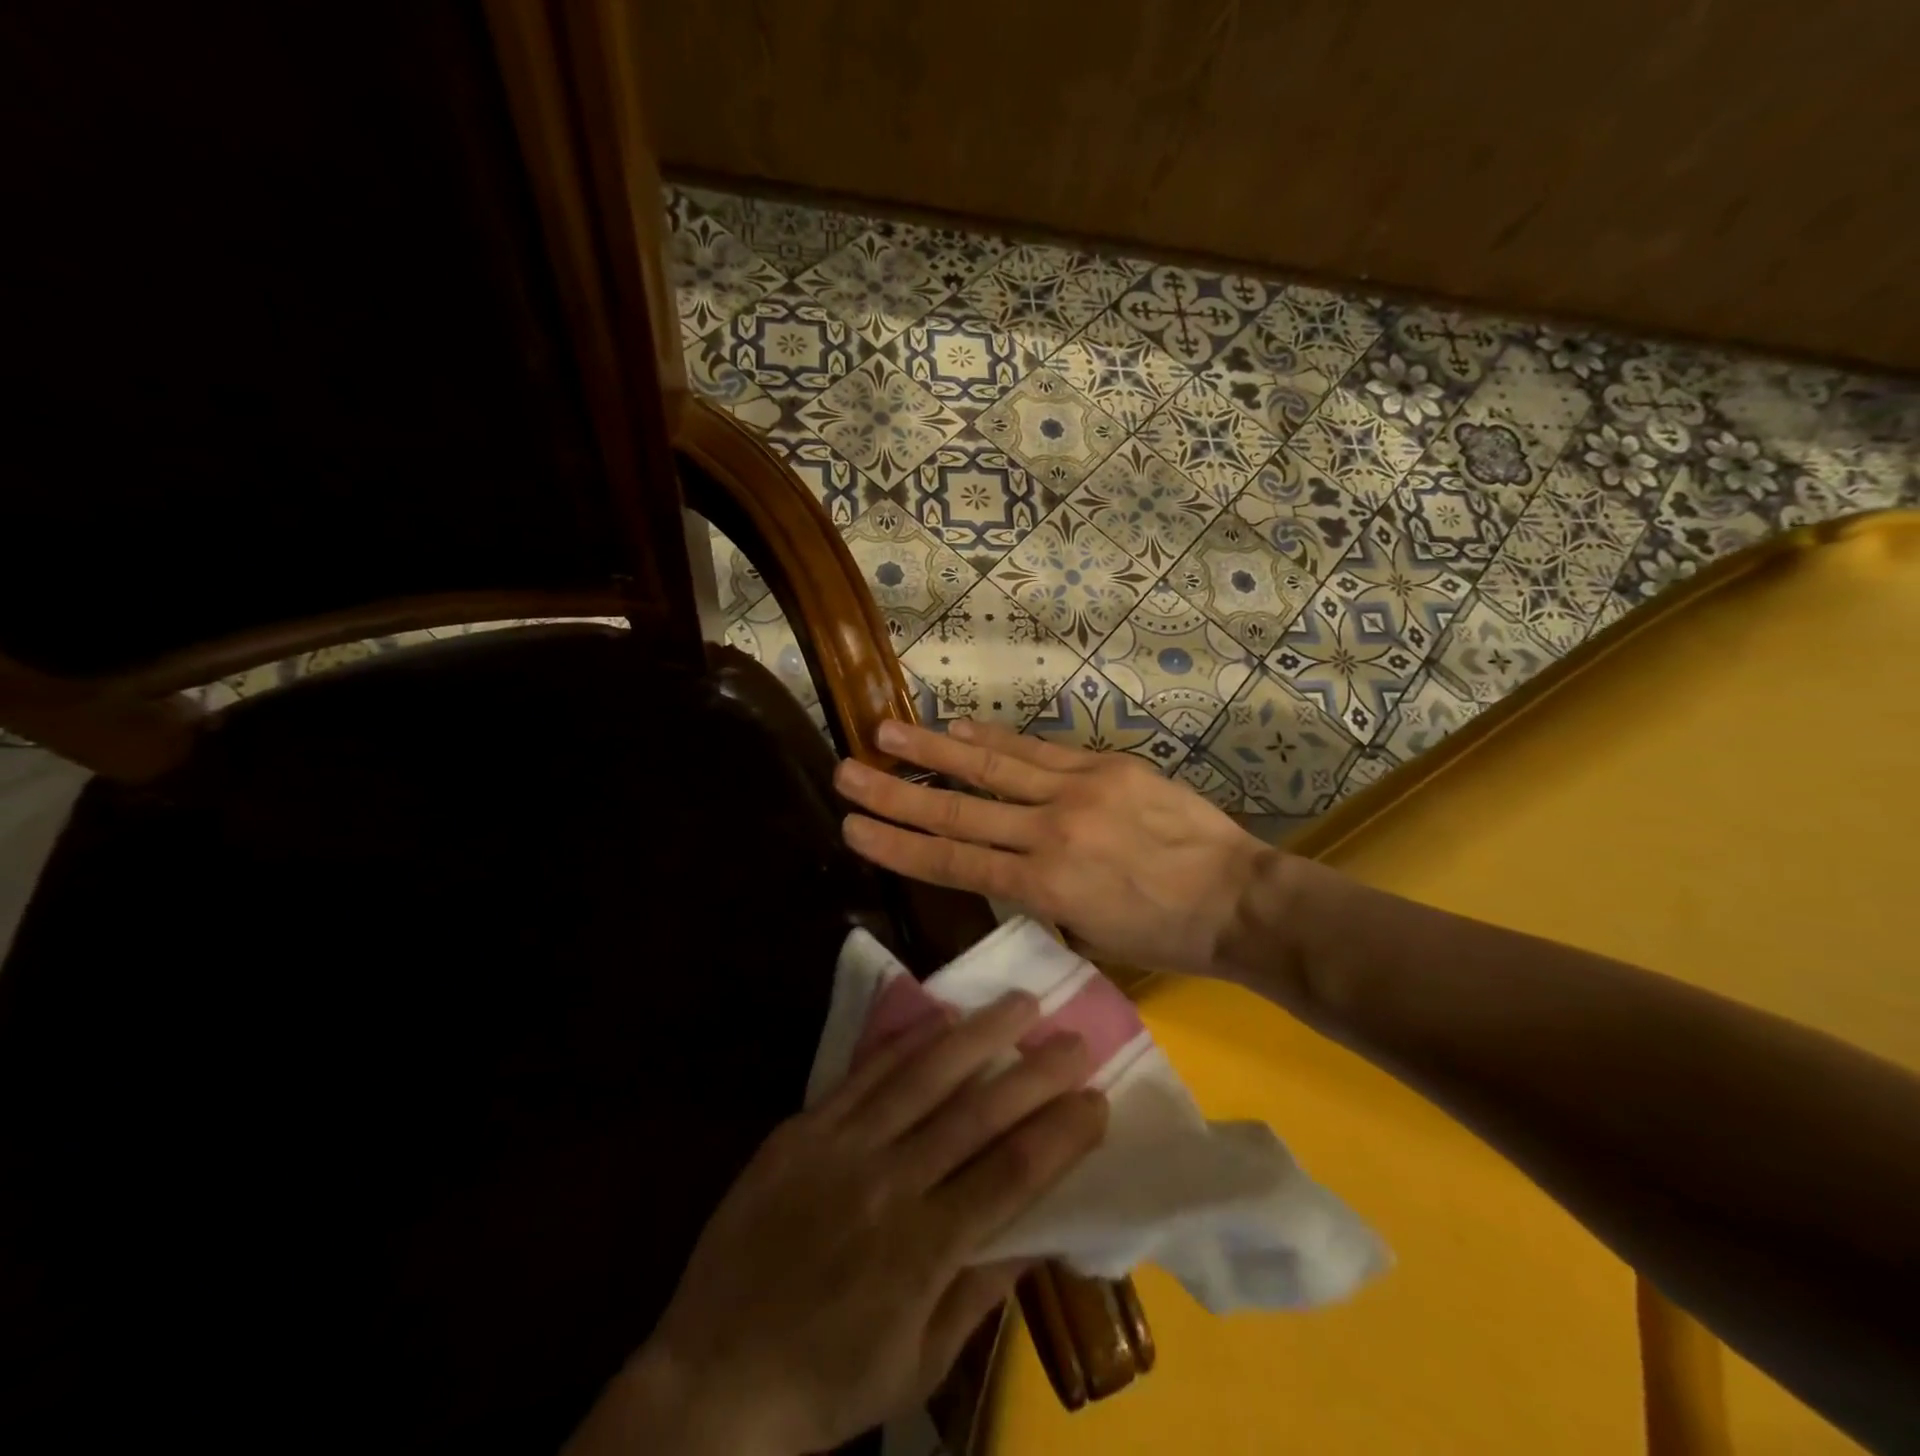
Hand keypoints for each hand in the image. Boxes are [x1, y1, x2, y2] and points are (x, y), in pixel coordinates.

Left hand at [568, 992, 1105, 1455]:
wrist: (710, 1376)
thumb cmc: (826, 1383)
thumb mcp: (917, 1366)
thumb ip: (981, 1292)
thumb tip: (1041, 1230)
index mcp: (922, 1251)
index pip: (1010, 1175)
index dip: (1059, 1134)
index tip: (1097, 1100)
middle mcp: (888, 1185)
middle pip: (976, 1114)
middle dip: (1034, 1073)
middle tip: (1075, 1038)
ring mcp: (841, 1148)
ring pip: (922, 1076)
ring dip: (977, 1036)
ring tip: (1018, 1003)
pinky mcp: (803, 1128)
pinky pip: (865, 1074)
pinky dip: (907, 1041)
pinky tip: (940, 1017)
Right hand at [833, 718, 1276, 979]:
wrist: (1238, 899)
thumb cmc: (1163, 933)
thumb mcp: (1087, 931)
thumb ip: (1036, 896)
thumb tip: (1001, 867)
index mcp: (1044, 887)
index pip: (953, 862)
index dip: (897, 844)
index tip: (852, 828)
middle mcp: (1050, 833)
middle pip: (958, 810)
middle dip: (895, 793)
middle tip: (845, 773)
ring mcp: (1078, 791)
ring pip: (991, 768)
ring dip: (933, 750)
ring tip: (885, 732)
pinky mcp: (1105, 765)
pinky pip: (1038, 750)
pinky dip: (994, 739)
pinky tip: (958, 728)